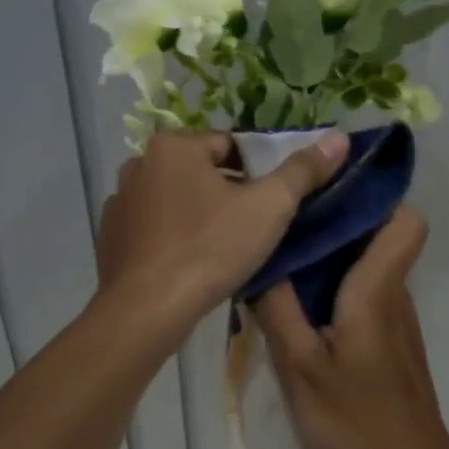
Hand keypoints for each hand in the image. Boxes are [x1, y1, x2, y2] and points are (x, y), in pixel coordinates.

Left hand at [95, 130, 348, 333]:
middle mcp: (139, 164)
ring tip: (224, 248)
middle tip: (254, 227)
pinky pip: (153, 227)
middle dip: (228, 192)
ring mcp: (119, 202)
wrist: (145, 311)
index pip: (230, 145)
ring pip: (176, 199)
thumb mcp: (268, 208)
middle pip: (201, 170)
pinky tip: (190, 264)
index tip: (272, 201)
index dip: (258, 171)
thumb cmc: (210, 250)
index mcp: (174, 146)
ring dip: (199, 213)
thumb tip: (339, 136)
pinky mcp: (109, 237)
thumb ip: (303, 171)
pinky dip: (172, 236)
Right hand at [251, 207, 448, 448]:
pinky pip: (367, 296)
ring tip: (285, 260)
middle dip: (337, 223)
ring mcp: (397, 321)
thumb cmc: (356, 420)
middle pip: (380, 238)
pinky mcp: (392, 343)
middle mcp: (395, 296)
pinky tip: (302, 309)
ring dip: (334, 259)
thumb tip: (258, 260)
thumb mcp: (301, 368)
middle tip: (286, 223)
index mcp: (377, 292)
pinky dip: (339, 290)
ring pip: (371, 268)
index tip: (328, 192)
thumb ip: (277, 311)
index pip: (405, 222)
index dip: (376, 199)